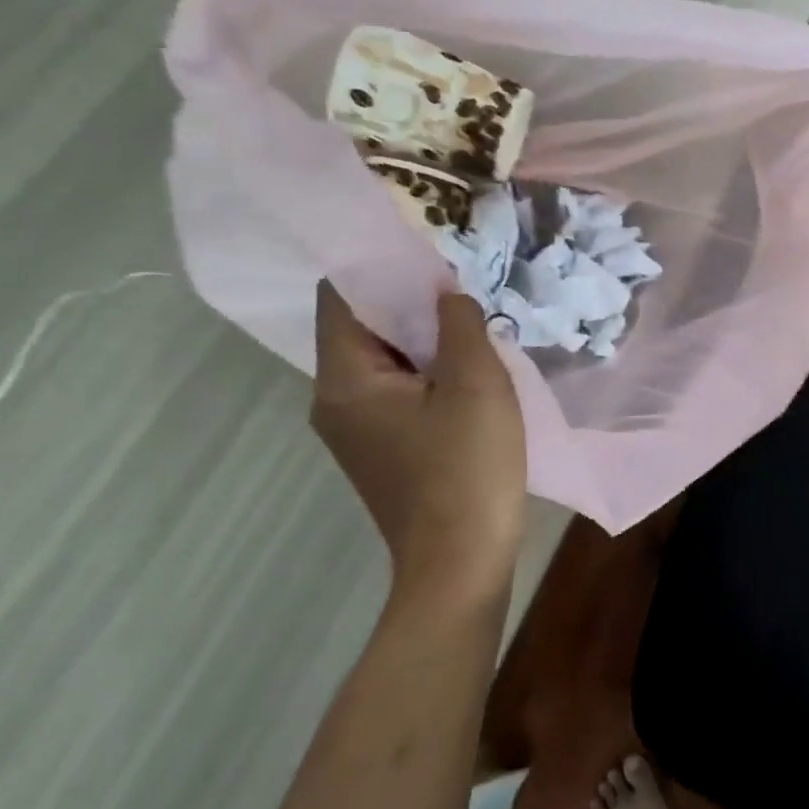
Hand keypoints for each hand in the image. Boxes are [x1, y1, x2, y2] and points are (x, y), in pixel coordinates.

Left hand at [311, 282, 526, 601]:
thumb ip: (459, 324)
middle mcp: (334, 400)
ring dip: (424, 338)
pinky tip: (469, 369)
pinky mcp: (383, 450)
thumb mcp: (475, 383)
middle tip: (463, 279)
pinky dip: (427, 371)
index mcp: (344, 380)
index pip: (343, 297)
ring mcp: (356, 430)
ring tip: (472, 319)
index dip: (382, 266)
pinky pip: (398, 391)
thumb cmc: (466, 467)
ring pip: (385, 361)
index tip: (428, 247)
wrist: (461, 561)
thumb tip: (446, 290)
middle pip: (364, 328)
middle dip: (411, 301)